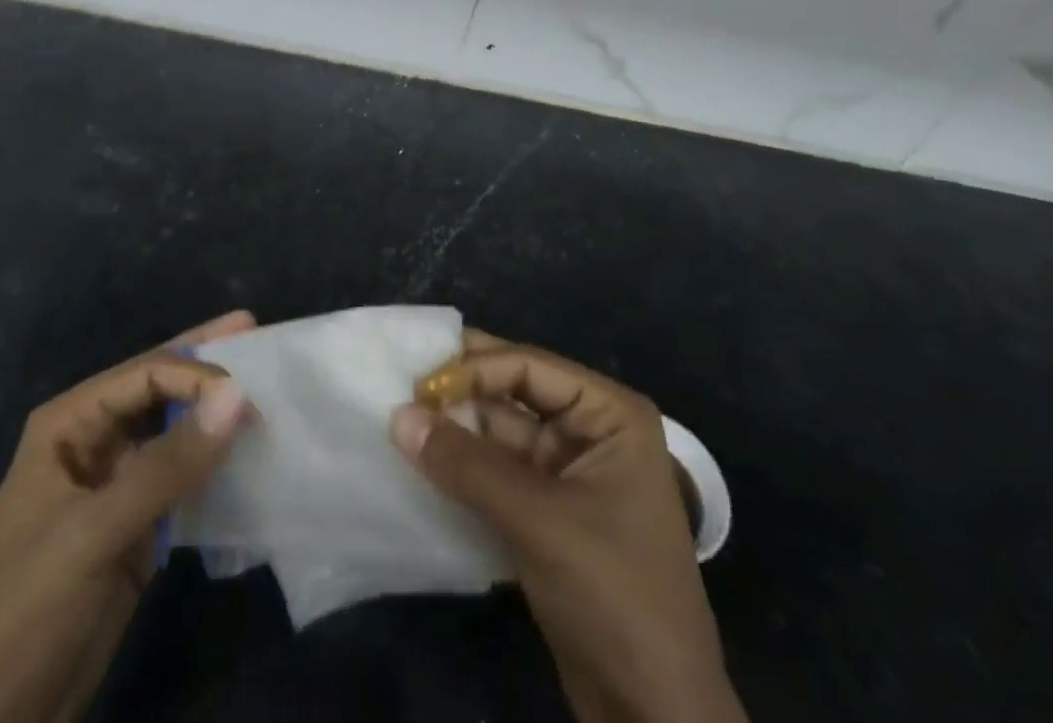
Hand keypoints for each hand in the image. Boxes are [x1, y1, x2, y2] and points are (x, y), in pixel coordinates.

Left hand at [0, 311, 256, 722]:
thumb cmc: (27, 610)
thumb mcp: (95, 533)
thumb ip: (168, 464)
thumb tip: (237, 395)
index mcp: (69, 424)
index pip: (144, 374)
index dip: (196, 373)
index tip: (248, 394)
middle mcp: (93, 441)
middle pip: (159, 388)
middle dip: (205, 365)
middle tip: (254, 330)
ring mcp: (116, 484)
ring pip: (174, 432)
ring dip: (214, 415)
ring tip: (264, 392)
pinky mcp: (135, 526)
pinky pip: (182, 480)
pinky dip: (213, 466)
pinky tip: (247, 455)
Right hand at [392, 332, 745, 722]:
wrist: (655, 718)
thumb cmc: (614, 595)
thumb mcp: (539, 521)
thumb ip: (466, 465)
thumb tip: (398, 416)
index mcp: (609, 414)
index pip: (529, 365)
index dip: (472, 368)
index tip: (417, 385)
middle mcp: (591, 431)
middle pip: (514, 392)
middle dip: (460, 392)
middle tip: (400, 384)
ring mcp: (569, 473)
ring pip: (500, 434)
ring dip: (455, 431)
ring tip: (399, 422)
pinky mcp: (548, 513)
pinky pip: (497, 473)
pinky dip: (462, 468)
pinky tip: (421, 462)